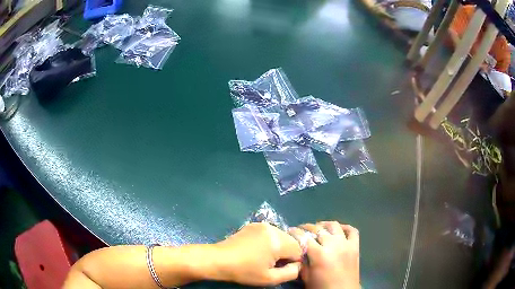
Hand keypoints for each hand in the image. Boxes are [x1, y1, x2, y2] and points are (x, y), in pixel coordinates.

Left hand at [214, 223, 301, 285]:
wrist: (219, 259)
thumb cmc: (244, 271)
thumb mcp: (270, 278)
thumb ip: (291, 273)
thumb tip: (298, 265)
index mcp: (278, 241)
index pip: (299, 249)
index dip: (293, 261)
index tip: (280, 268)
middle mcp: (273, 229)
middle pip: (291, 241)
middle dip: (287, 253)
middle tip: (272, 263)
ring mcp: (262, 225)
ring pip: (282, 236)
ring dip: (279, 247)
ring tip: (264, 257)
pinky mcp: (254, 225)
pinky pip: (271, 233)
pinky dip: (270, 241)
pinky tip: (258, 249)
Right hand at [290, 221, 359, 288]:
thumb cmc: (321, 286)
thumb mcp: (306, 276)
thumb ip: (302, 262)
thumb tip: (298, 251)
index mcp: (319, 254)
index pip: (304, 237)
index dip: (295, 232)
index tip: (290, 230)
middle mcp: (333, 245)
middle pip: (318, 229)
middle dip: (307, 227)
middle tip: (302, 230)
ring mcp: (346, 244)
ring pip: (334, 226)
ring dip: (324, 225)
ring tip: (319, 228)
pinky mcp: (355, 246)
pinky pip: (352, 231)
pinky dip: (345, 227)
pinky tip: (339, 229)